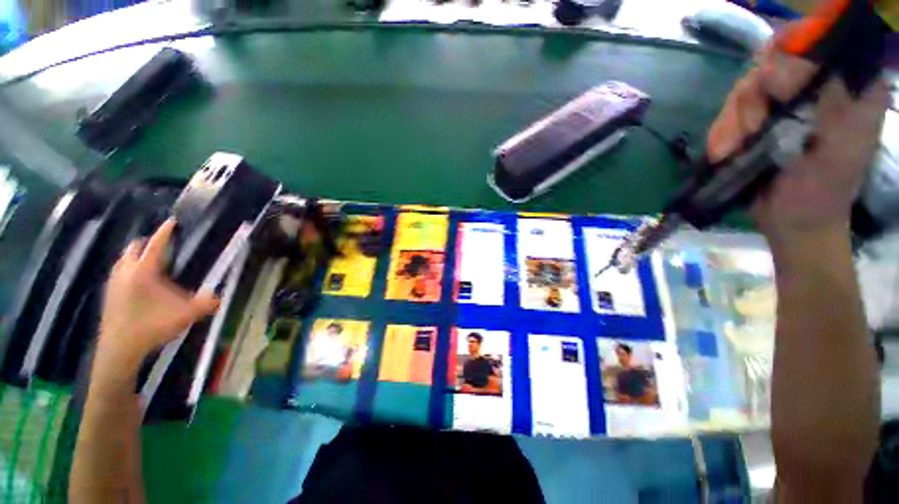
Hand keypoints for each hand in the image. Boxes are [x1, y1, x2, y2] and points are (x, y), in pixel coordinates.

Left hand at [97, 220, 219, 376]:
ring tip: (149, 262)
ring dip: (135, 256)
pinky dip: (128, 270)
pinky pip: (118, 273)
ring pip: (123, 260)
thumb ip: (205, 304)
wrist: (120, 347)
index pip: (156, 245)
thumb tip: (220, 297)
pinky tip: (137, 282)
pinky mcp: (109, 294)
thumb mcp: (186, 315)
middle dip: (146, 243)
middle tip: (161, 246)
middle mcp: (126, 271)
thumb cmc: (152, 325)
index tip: (171, 222)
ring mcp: (114, 282)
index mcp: (144, 271)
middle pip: (134, 248)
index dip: (165, 232)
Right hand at [707, 47, 889, 246]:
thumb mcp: (839, 152)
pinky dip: (720, 134)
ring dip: (730, 122)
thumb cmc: (822, 194)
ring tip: (728, 151)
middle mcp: (816, 87)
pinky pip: (729, 115)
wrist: (793, 223)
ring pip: (745, 91)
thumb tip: (777, 71)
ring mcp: (784, 104)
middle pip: (770, 65)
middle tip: (748, 133)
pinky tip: (722, 153)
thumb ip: (827, 106)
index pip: (813, 45)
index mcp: (849, 87)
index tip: (774, 96)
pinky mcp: (759, 122)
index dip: (787, 60)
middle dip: (751, 101)